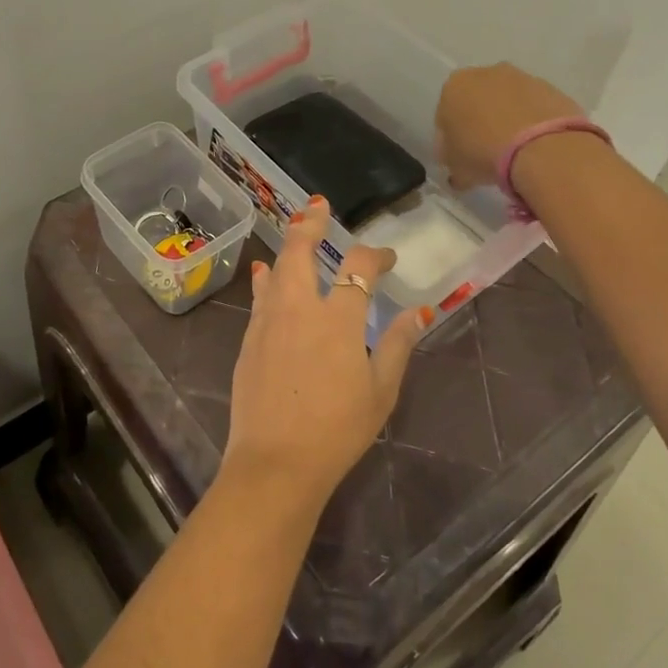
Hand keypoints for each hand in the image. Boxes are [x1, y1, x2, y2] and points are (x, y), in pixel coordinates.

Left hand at [222, 197, 429, 516]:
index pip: (359, 268)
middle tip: (318, 206)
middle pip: (301, 251)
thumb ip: (396, 344)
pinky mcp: (248, 340)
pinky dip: (266, 280)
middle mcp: (299, 308)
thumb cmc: (337, 429)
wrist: (276, 461)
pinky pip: (259, 297)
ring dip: (287, 247)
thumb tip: (419, 311)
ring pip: (275, 270)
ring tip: (294, 231)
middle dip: (310, 224)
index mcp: (338, 319)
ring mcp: (268, 322)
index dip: (375, 255)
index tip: (387, 258)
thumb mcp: (380, 390)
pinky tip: (265, 275)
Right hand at [435, 64, 584, 189]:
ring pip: (507, 102)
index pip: (445, 114)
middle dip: (479, 122)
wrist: (541, 148)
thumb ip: (452, 163)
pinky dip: (531, 122)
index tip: (460, 157)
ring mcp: (521, 77)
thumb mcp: (455, 168)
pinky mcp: (551, 87)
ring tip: (514, 152)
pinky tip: (534, 147)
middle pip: (477, 101)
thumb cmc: (483, 153)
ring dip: (507, 120)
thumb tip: (458, 171)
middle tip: (486, 153)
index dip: (451, 139)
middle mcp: (484, 73)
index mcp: (453, 87)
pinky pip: (533, 108)